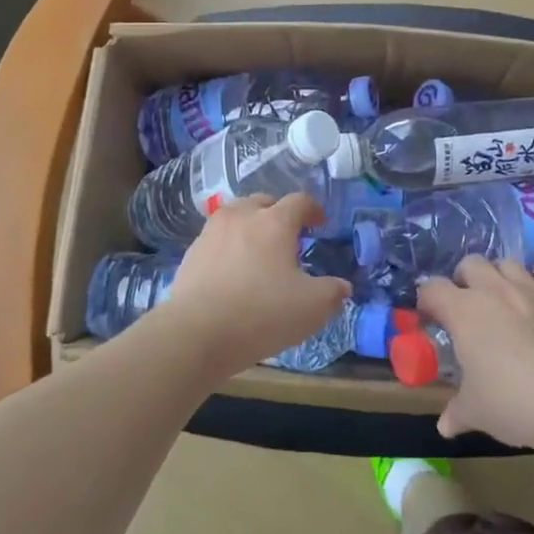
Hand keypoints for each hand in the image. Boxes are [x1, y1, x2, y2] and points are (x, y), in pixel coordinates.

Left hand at [155, 194, 350, 376]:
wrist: (196, 333)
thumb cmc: (262, 313)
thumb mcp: (312, 308)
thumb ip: (332, 292)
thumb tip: (342, 286)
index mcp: (275, 222)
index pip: (299, 201)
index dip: (313, 209)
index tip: (320, 223)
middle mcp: (242, 216)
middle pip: (264, 201)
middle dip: (279, 213)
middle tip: (289, 236)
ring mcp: (212, 232)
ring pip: (236, 215)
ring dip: (251, 225)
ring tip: (259, 250)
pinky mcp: (191, 253)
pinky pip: (217, 239)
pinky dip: (229, 245)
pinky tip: (233, 270)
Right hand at [416, 257, 533, 448]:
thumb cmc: (511, 402)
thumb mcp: (475, 412)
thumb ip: (456, 412)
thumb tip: (444, 427)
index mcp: (463, 311)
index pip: (432, 289)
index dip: (427, 300)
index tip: (430, 317)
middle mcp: (494, 291)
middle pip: (470, 263)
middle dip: (463, 279)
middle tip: (465, 304)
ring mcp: (531, 290)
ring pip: (508, 263)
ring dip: (499, 274)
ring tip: (500, 295)